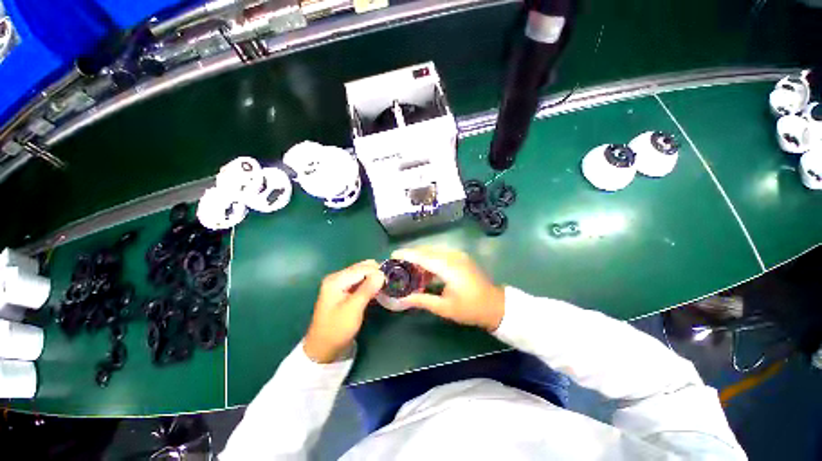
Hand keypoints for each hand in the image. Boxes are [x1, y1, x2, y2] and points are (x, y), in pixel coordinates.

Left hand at [304, 260, 385, 362]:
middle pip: (361, 268)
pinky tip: (375, 292)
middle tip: (387, 285)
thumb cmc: (337, 329)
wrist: (323, 349)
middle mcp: (337, 277)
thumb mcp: (354, 308)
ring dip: (373, 279)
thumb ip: (367, 289)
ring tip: (383, 288)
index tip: (390, 280)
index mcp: (336, 279)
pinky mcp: (343, 291)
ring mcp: (339, 284)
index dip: (377, 272)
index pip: (361, 268)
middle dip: (375, 274)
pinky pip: (359, 282)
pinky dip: (368, 285)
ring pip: (362, 274)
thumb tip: (381, 273)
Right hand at [392, 247, 504, 330]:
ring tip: (408, 269)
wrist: (495, 305)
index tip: (392, 255)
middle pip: (427, 251)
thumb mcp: (444, 308)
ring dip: (420, 258)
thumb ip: (422, 300)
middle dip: (411, 255)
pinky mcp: (460, 257)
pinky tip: (424, 271)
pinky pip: (440, 255)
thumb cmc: (470, 309)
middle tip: (397, 264)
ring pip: (433, 252)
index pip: (423, 257)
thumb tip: (403, 299)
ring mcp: (458, 255)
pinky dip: (430, 260)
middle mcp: (453, 256)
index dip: (407, 254)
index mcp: (449, 267)